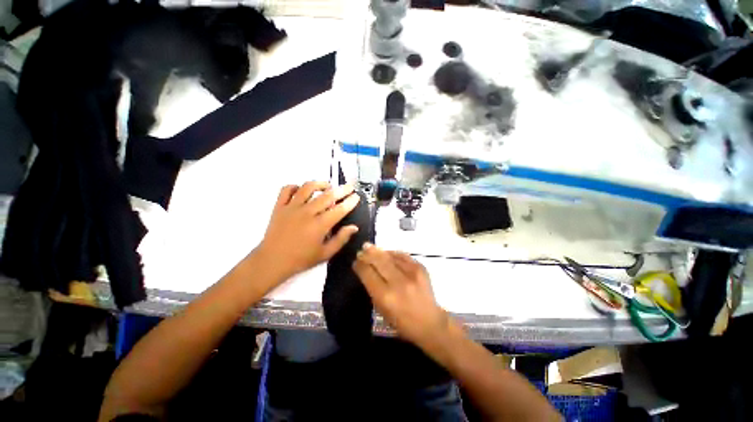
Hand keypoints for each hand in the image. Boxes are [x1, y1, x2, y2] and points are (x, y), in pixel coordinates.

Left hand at [257, 181, 359, 281]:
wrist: (272, 261)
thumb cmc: (301, 259)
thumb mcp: (325, 254)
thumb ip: (341, 239)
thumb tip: (354, 227)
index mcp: (319, 225)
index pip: (339, 209)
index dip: (350, 202)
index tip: (357, 196)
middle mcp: (307, 213)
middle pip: (327, 196)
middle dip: (342, 190)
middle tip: (349, 187)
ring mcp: (292, 207)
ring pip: (307, 188)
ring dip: (320, 184)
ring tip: (327, 185)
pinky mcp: (279, 206)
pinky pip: (287, 190)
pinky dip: (295, 186)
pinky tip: (302, 190)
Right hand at [353, 245, 449, 348]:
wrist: (430, 322)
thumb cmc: (402, 322)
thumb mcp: (382, 309)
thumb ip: (373, 289)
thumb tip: (366, 270)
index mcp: (385, 296)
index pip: (368, 274)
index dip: (360, 265)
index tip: (355, 261)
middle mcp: (398, 282)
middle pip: (379, 261)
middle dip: (368, 253)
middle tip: (362, 249)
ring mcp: (411, 273)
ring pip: (391, 256)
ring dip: (379, 251)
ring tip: (371, 248)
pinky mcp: (421, 268)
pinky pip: (403, 255)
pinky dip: (393, 253)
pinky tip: (387, 253)